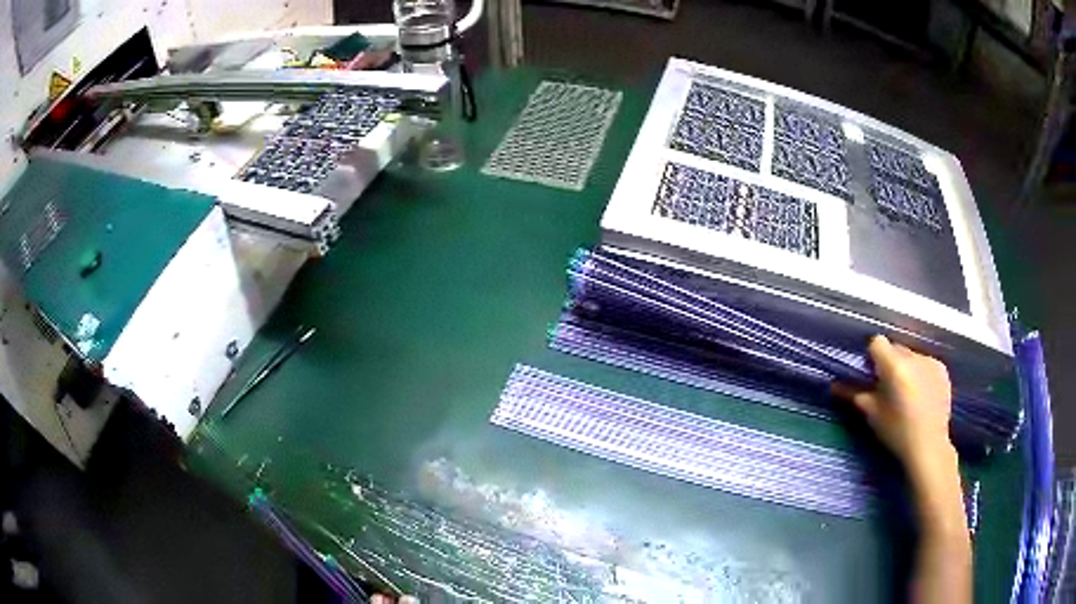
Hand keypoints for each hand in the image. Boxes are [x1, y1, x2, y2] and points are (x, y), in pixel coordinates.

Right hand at [833, 335, 954, 474]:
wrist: (929, 446)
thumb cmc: (896, 433)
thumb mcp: (872, 415)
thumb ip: (854, 395)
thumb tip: (833, 385)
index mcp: (895, 366)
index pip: (877, 342)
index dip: (872, 356)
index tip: (871, 374)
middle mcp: (913, 357)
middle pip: (895, 348)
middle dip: (890, 362)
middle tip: (888, 387)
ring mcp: (930, 361)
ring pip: (911, 355)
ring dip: (906, 367)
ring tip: (906, 392)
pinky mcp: (942, 369)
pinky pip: (926, 363)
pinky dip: (921, 373)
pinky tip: (921, 393)